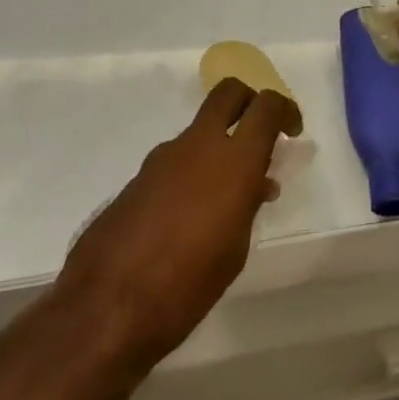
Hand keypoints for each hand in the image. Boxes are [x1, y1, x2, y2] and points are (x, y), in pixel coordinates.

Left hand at [55, 78, 295, 367]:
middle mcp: (199, 145)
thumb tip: (257, 184)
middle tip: (260, 132)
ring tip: (226, 196)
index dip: (285, 110)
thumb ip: (247, 205)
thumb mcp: (235, 249)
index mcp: (234, 160)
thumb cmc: (188, 285)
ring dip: (218, 145)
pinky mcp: (138, 177)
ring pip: (200, 129)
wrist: (106, 307)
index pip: (267, 106)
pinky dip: (192, 171)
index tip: (292, 131)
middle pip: (229, 93)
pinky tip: (191, 215)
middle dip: (249, 100)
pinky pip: (176, 159)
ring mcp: (163, 157)